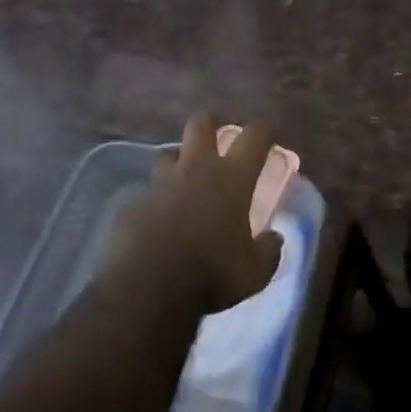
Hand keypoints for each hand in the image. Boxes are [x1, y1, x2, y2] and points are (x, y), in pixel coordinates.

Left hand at [106, 113, 284, 314]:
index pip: (255, 136)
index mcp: (232, 178)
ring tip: (187, 182)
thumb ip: (268, 250)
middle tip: (218, 139)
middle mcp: (196, 169)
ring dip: (181, 162)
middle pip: (201, 124)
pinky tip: (161, 220)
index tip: (270, 135)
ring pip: (171, 154)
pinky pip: (150, 191)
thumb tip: (275, 238)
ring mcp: (161, 183)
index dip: (265, 130)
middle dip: (211, 124)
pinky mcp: (135, 202)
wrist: (146, 287)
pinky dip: (159, 199)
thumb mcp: (255, 271)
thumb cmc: (211, 274)